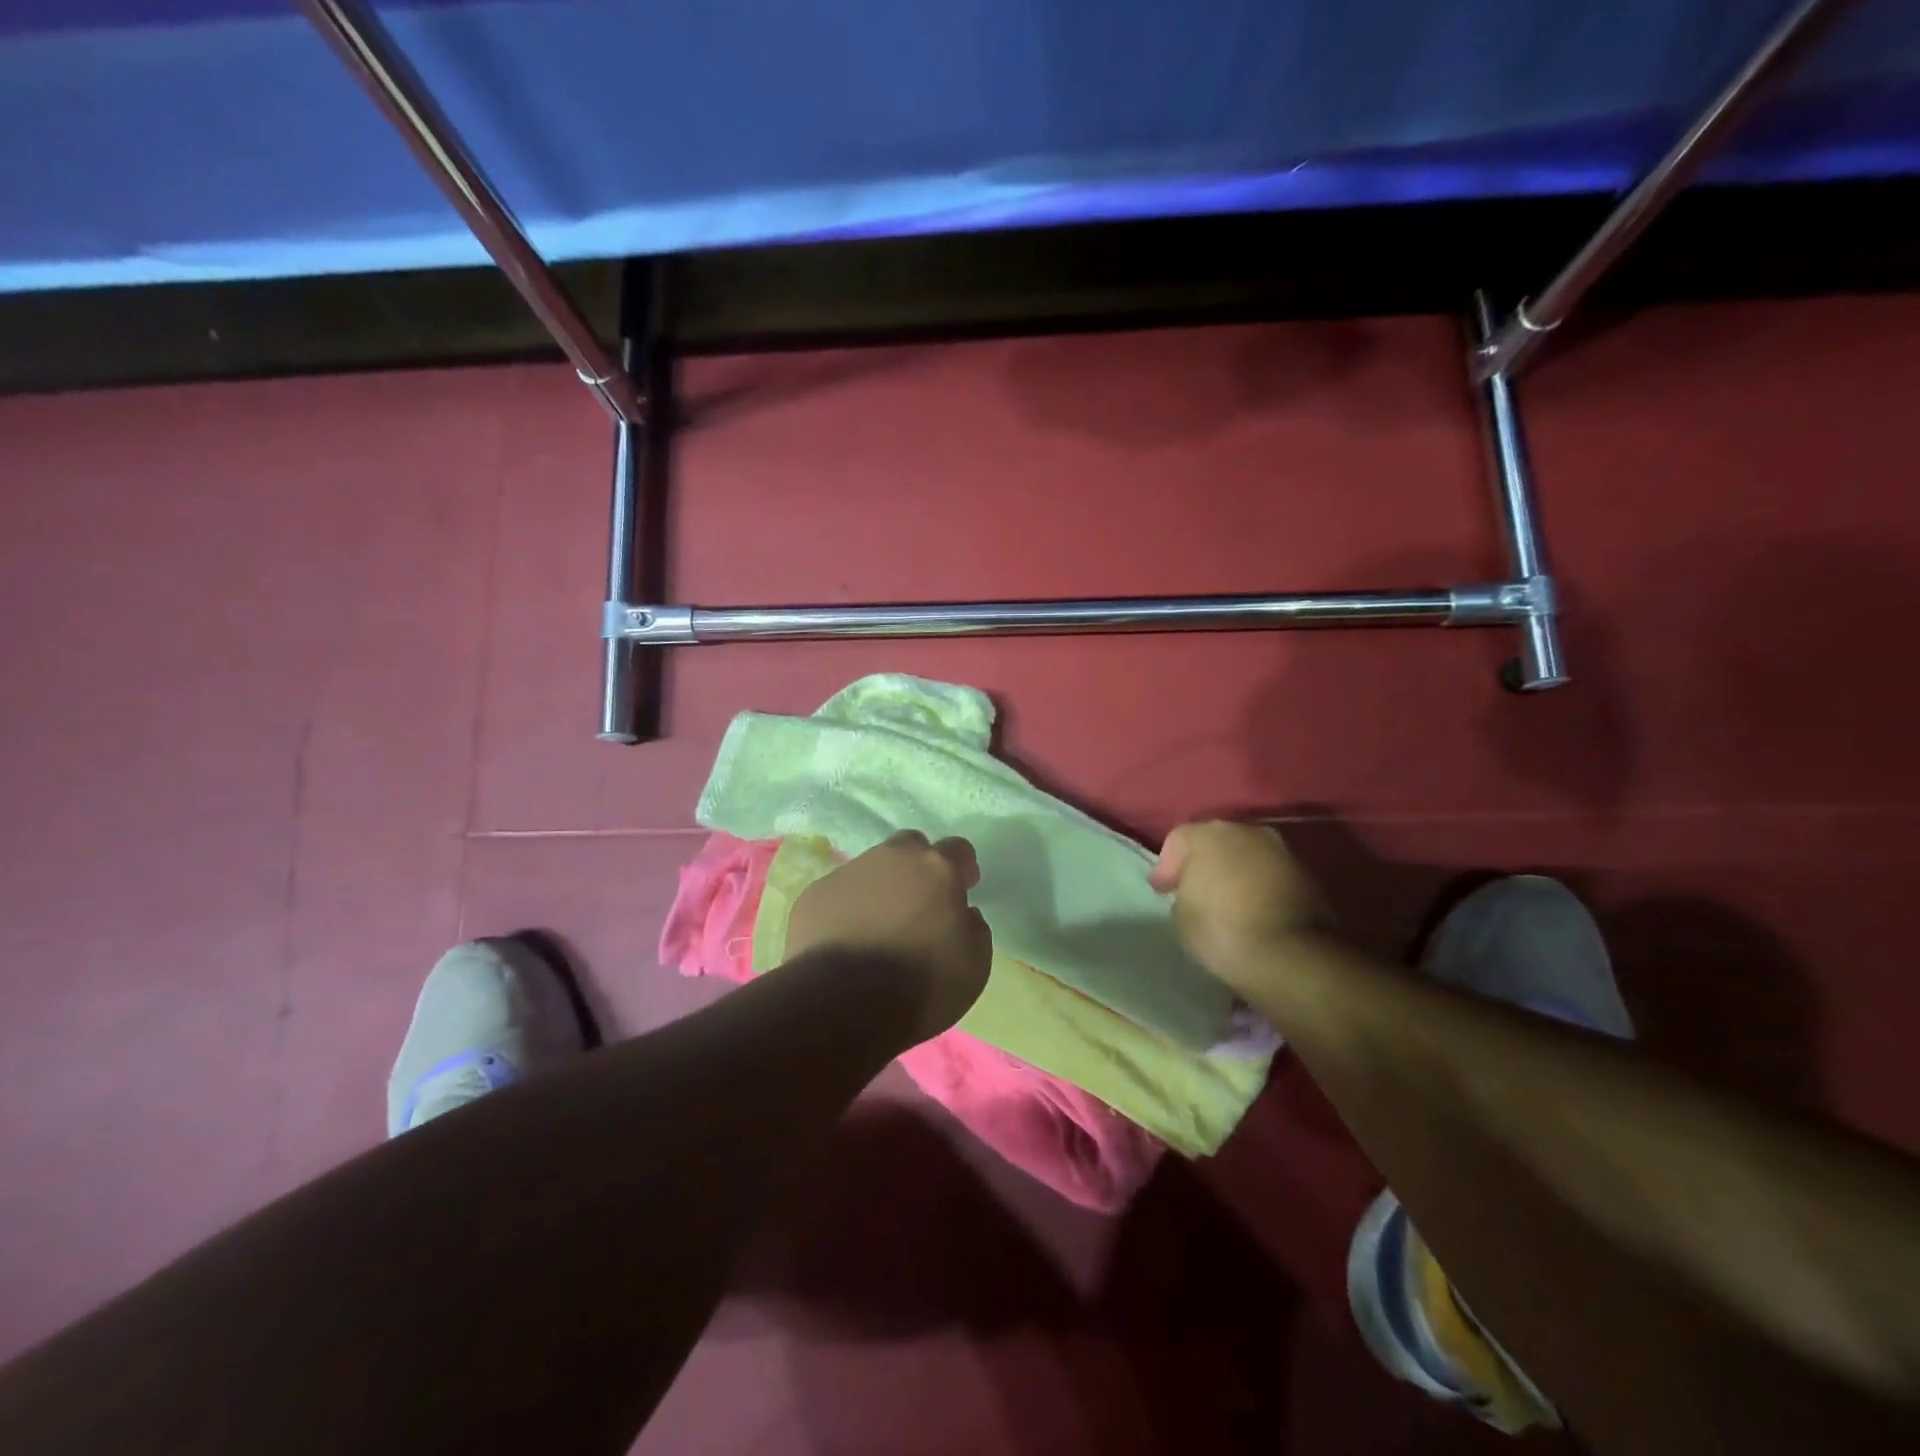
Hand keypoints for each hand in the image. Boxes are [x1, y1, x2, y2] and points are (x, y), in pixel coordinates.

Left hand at [785, 831, 992, 1042]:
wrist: (842, 1004)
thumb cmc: (921, 984)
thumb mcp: (975, 964)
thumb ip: (973, 927)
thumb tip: (962, 914)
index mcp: (936, 868)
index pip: (958, 849)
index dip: (963, 869)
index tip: (963, 891)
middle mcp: (892, 858)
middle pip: (910, 847)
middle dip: (918, 867)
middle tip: (919, 905)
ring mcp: (848, 872)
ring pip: (871, 868)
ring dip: (880, 888)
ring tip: (878, 929)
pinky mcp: (814, 895)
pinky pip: (839, 894)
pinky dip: (847, 909)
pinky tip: (846, 942)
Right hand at [1149, 820, 1331, 993]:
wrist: (1290, 956)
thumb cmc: (1222, 930)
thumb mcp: (1181, 915)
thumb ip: (1185, 892)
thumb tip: (1198, 892)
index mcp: (1209, 834)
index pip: (1179, 839)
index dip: (1167, 865)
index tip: (1163, 890)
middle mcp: (1247, 830)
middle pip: (1217, 842)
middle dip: (1204, 863)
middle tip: (1194, 890)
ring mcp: (1282, 850)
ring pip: (1247, 856)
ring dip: (1235, 873)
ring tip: (1226, 902)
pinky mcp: (1308, 875)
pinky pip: (1270, 875)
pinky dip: (1259, 887)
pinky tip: (1252, 909)